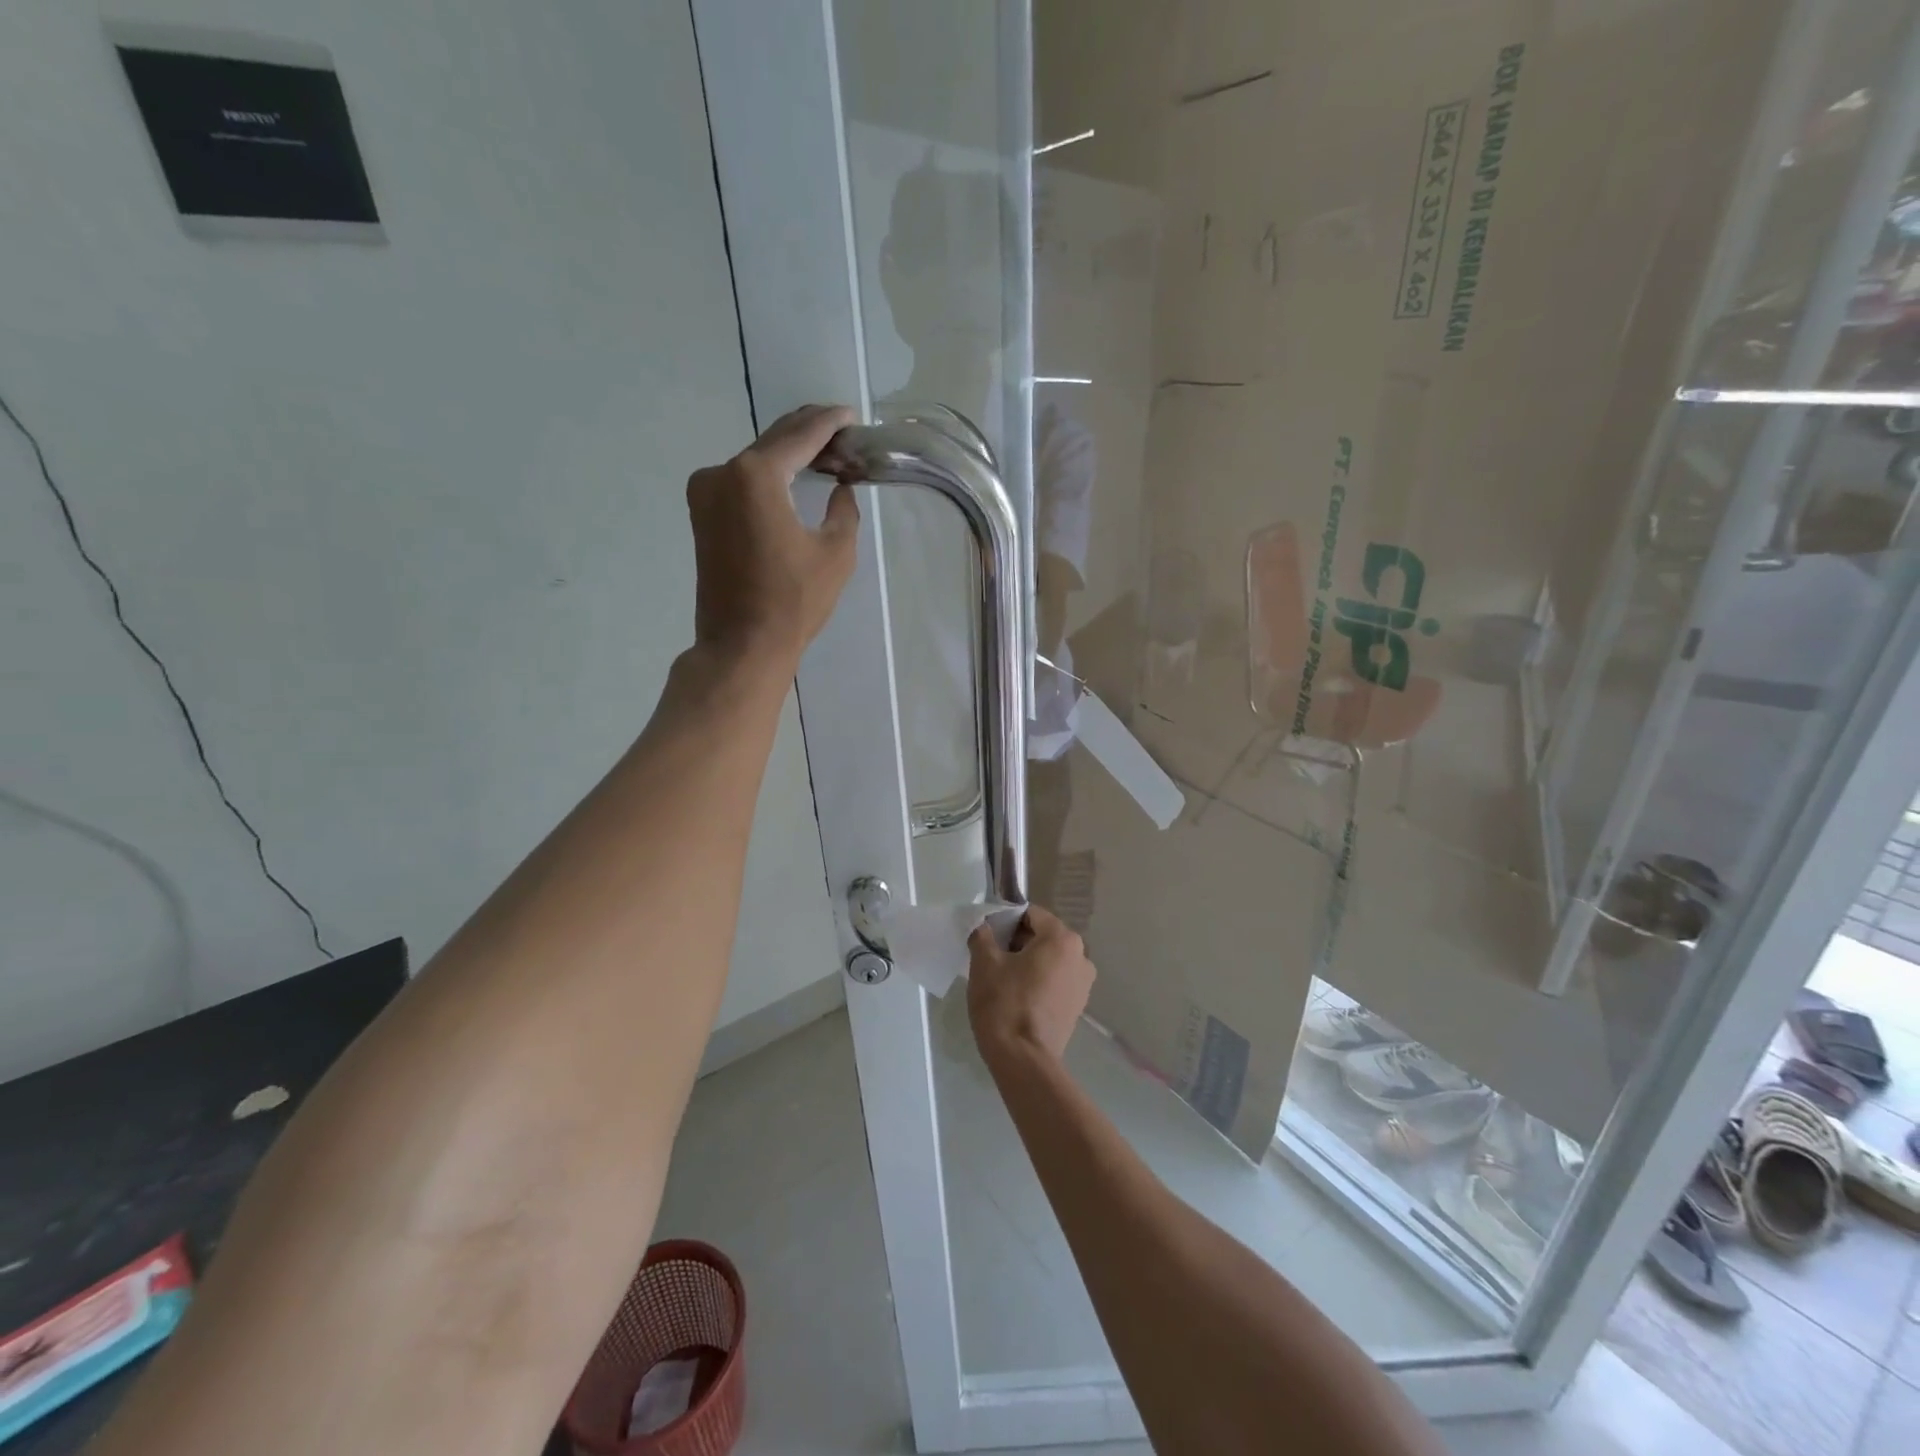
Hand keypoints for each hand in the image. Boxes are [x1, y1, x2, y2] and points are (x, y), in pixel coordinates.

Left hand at [686, 404, 859, 669]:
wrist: (741, 645)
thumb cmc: (793, 602)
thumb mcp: (836, 553)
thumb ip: (844, 510)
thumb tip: (840, 488)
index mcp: (755, 476)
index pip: (801, 436)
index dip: (830, 423)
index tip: (851, 415)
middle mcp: (722, 472)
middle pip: (773, 441)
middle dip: (808, 432)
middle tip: (842, 430)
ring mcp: (705, 492)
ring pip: (756, 460)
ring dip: (788, 453)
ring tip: (824, 452)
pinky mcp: (702, 514)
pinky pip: (741, 481)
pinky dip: (768, 475)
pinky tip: (792, 477)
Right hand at [967, 905, 1095, 1067]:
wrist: (1024, 1060)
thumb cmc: (1004, 1003)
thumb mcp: (984, 963)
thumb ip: (983, 935)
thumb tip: (983, 926)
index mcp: (1062, 939)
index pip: (1031, 914)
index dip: (1006, 920)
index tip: (987, 935)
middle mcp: (1081, 956)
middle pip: (1043, 935)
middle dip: (1017, 941)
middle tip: (991, 957)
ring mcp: (1083, 983)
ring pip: (1049, 959)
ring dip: (1027, 962)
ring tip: (1002, 978)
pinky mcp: (1078, 1006)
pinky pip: (1055, 980)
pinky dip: (1038, 981)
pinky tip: (1017, 996)